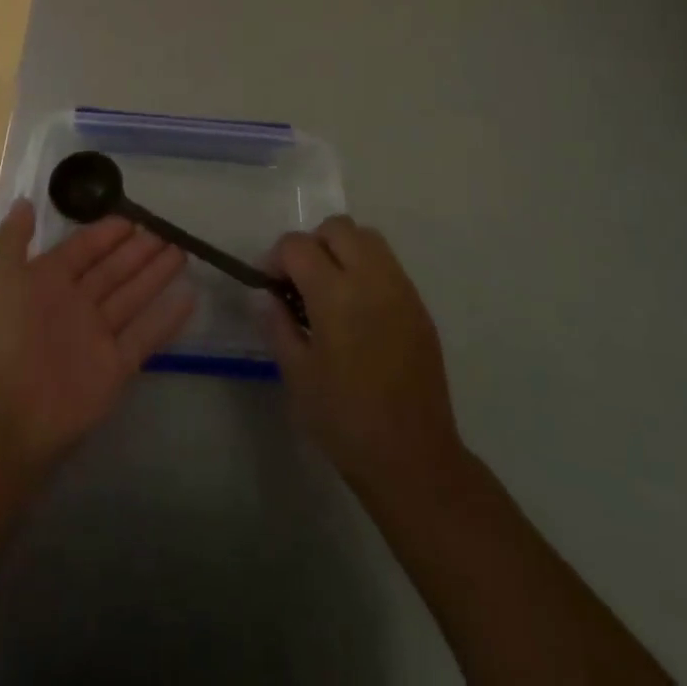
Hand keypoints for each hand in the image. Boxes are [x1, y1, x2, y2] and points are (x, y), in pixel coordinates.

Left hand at [0, 200, 195, 467]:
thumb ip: (12, 239)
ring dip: (156, 275)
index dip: (106, 233)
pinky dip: (167, 317)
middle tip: (168, 231)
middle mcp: (74, 306)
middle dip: (138, 251)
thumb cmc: (0, 336)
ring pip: (132, 297)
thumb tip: (25, 201)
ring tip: (182, 252)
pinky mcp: (114, 368)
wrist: (2, 414)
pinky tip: (190, 296)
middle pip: (113, 270)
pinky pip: (145, 336)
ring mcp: (96, 337)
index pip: (83, 250)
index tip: (133, 218)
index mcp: (46, 282)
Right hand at [264, 217, 463, 492]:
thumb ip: (278, 325)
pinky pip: (387, 264)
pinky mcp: (418, 305)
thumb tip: (267, 296)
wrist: (413, 458)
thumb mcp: (297, 375)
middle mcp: (371, 278)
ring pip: (367, 237)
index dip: (276, 257)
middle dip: (311, 244)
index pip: (298, 245)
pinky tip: (357, 309)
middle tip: (300, 281)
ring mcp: (400, 288)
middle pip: (337, 228)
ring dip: (342, 249)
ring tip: (330, 289)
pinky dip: (366, 268)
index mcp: (336, 294)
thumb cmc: (345, 420)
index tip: (269, 284)